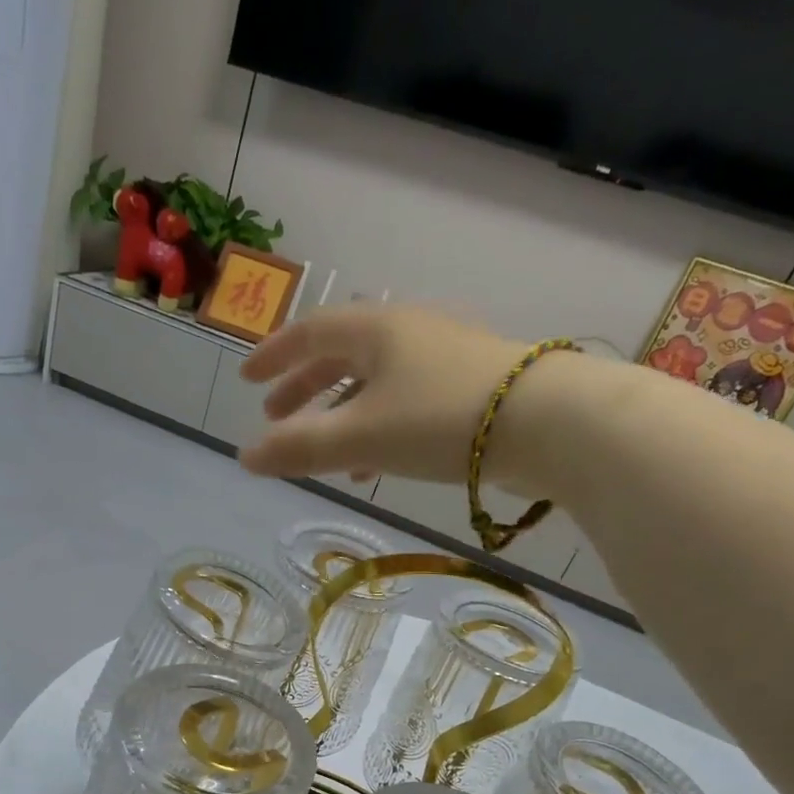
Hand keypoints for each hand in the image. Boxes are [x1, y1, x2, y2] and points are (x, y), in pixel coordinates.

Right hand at [236, 305, 535, 484]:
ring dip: (342, 413)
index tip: (247, 379)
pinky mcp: (471, 387)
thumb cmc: (439, 419)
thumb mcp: (359, 436)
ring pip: (376, 381)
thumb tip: (244, 457)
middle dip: (305, 386)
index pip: (310, 332)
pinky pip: (406, 401)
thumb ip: (299, 448)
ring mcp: (444, 357)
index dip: (274, 356)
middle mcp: (409, 332)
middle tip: (277, 416)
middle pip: (342, 354)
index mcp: (376, 329)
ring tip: (323, 452)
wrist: (548, 423)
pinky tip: (376, 464)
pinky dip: (378, 427)